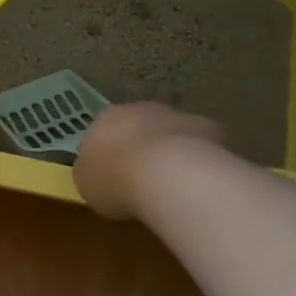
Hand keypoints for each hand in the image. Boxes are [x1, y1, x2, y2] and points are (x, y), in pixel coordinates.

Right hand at [74, 102, 223, 220]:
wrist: (167, 174)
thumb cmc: (116, 179)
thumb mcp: (86, 183)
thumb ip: (91, 171)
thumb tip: (96, 170)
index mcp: (106, 118)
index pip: (104, 130)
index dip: (109, 153)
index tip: (113, 176)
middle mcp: (140, 109)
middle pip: (139, 127)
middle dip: (141, 149)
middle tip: (143, 181)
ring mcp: (176, 116)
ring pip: (171, 134)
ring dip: (171, 152)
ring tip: (174, 187)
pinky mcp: (208, 128)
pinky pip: (200, 146)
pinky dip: (199, 161)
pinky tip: (199, 184)